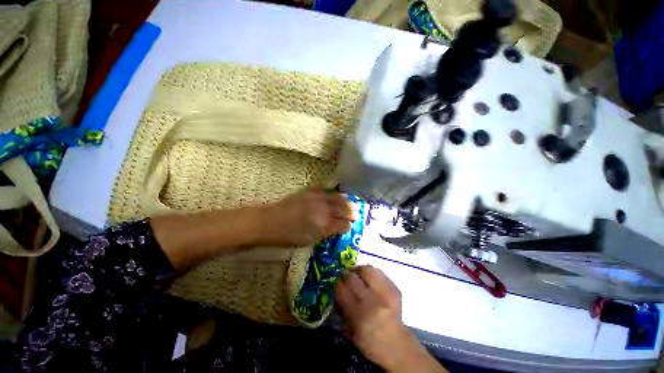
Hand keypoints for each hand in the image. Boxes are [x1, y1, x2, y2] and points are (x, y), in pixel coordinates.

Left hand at [256, 189, 356, 247]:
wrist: (269, 222)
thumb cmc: (287, 236)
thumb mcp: (308, 240)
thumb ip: (326, 233)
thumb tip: (338, 228)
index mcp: (323, 224)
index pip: (343, 224)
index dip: (348, 225)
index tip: (351, 226)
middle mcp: (323, 209)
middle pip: (343, 208)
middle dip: (351, 211)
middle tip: (357, 212)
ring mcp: (316, 198)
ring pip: (337, 197)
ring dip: (345, 200)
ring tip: (351, 201)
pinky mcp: (309, 192)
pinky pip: (325, 190)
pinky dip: (333, 192)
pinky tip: (337, 193)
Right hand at [335, 266, 445, 371]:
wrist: (397, 345)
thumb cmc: (369, 342)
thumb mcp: (350, 332)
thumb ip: (341, 309)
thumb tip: (336, 290)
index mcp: (359, 315)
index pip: (341, 289)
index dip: (337, 284)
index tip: (336, 284)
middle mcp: (372, 301)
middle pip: (352, 278)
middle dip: (346, 275)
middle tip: (345, 277)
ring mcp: (386, 293)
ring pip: (367, 270)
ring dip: (359, 270)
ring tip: (357, 273)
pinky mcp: (395, 288)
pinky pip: (380, 273)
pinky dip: (372, 273)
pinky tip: (369, 278)